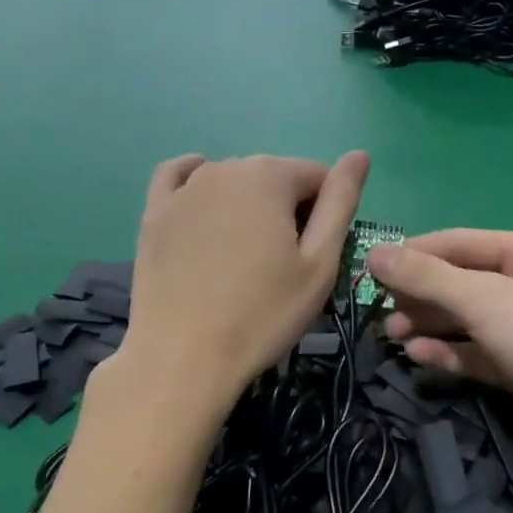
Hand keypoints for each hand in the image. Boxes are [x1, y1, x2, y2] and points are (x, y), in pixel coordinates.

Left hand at [119, 152, 368, 406]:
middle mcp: (224, 167)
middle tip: (280, 267)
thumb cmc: (263, 315)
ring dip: (247, 208)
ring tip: (242, 260)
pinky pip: (178, 179)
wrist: (183, 358)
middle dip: (286, 211)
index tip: (315, 258)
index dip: (327, 216)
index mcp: (270, 175)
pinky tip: (202, 206)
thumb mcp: (319, 265)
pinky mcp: (153, 214)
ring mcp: (183, 189)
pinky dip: (195, 185)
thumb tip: (360, 155)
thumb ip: (341, 203)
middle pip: (274, 179)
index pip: (318, 177)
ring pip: (232, 183)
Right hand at [367, 231, 512, 471]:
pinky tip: (418, 355)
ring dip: (430, 325)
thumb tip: (374, 253)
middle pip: (464, 282)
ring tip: (391, 335)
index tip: (374, 266)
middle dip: (422, 295)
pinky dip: (450, 352)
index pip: (463, 243)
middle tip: (380, 310)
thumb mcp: (485, 299)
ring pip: (469, 320)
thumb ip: (427, 277)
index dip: (417, 253)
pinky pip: (478, 352)